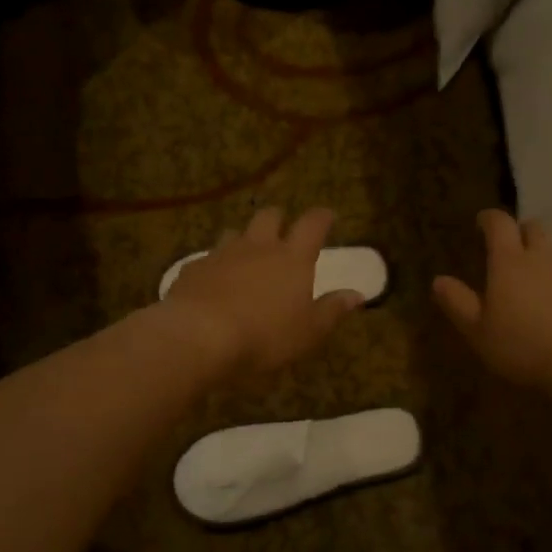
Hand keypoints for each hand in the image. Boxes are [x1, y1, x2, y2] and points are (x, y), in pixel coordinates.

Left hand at [163, 206, 363, 374]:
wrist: (198, 335)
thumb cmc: (264, 335)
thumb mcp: (308, 331)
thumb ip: (332, 310)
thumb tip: (357, 295)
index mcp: (292, 258)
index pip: (312, 225)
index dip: (322, 217)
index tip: (328, 215)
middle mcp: (258, 247)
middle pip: (270, 216)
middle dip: (279, 219)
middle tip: (284, 231)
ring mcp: (222, 254)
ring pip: (236, 232)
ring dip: (245, 239)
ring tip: (247, 255)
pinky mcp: (193, 269)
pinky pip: (208, 258)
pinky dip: (216, 265)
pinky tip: (214, 282)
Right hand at [433, 210, 551, 389]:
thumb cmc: (523, 347)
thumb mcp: (478, 332)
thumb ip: (458, 303)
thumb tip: (438, 280)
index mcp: (509, 262)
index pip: (499, 224)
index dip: (489, 219)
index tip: (482, 222)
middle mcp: (544, 257)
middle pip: (535, 228)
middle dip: (522, 232)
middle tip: (513, 248)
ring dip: (550, 254)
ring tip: (542, 275)